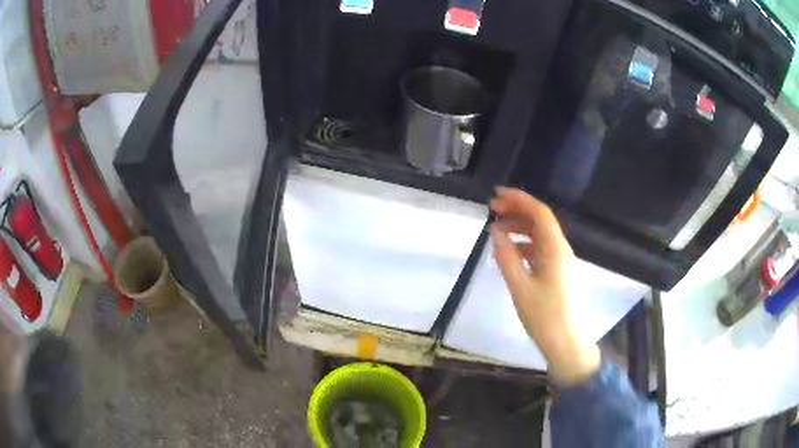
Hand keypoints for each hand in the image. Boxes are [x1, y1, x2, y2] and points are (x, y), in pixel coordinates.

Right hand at [490, 187, 599, 384]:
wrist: (566, 342)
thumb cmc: (544, 316)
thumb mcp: (520, 287)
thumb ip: (506, 257)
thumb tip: (496, 232)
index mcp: (555, 249)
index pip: (539, 212)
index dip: (519, 198)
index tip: (496, 195)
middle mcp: (560, 249)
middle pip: (540, 220)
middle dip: (517, 210)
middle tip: (492, 210)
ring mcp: (561, 261)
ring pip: (540, 234)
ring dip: (520, 227)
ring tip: (497, 230)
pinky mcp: (558, 272)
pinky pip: (540, 249)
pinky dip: (524, 244)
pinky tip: (510, 252)